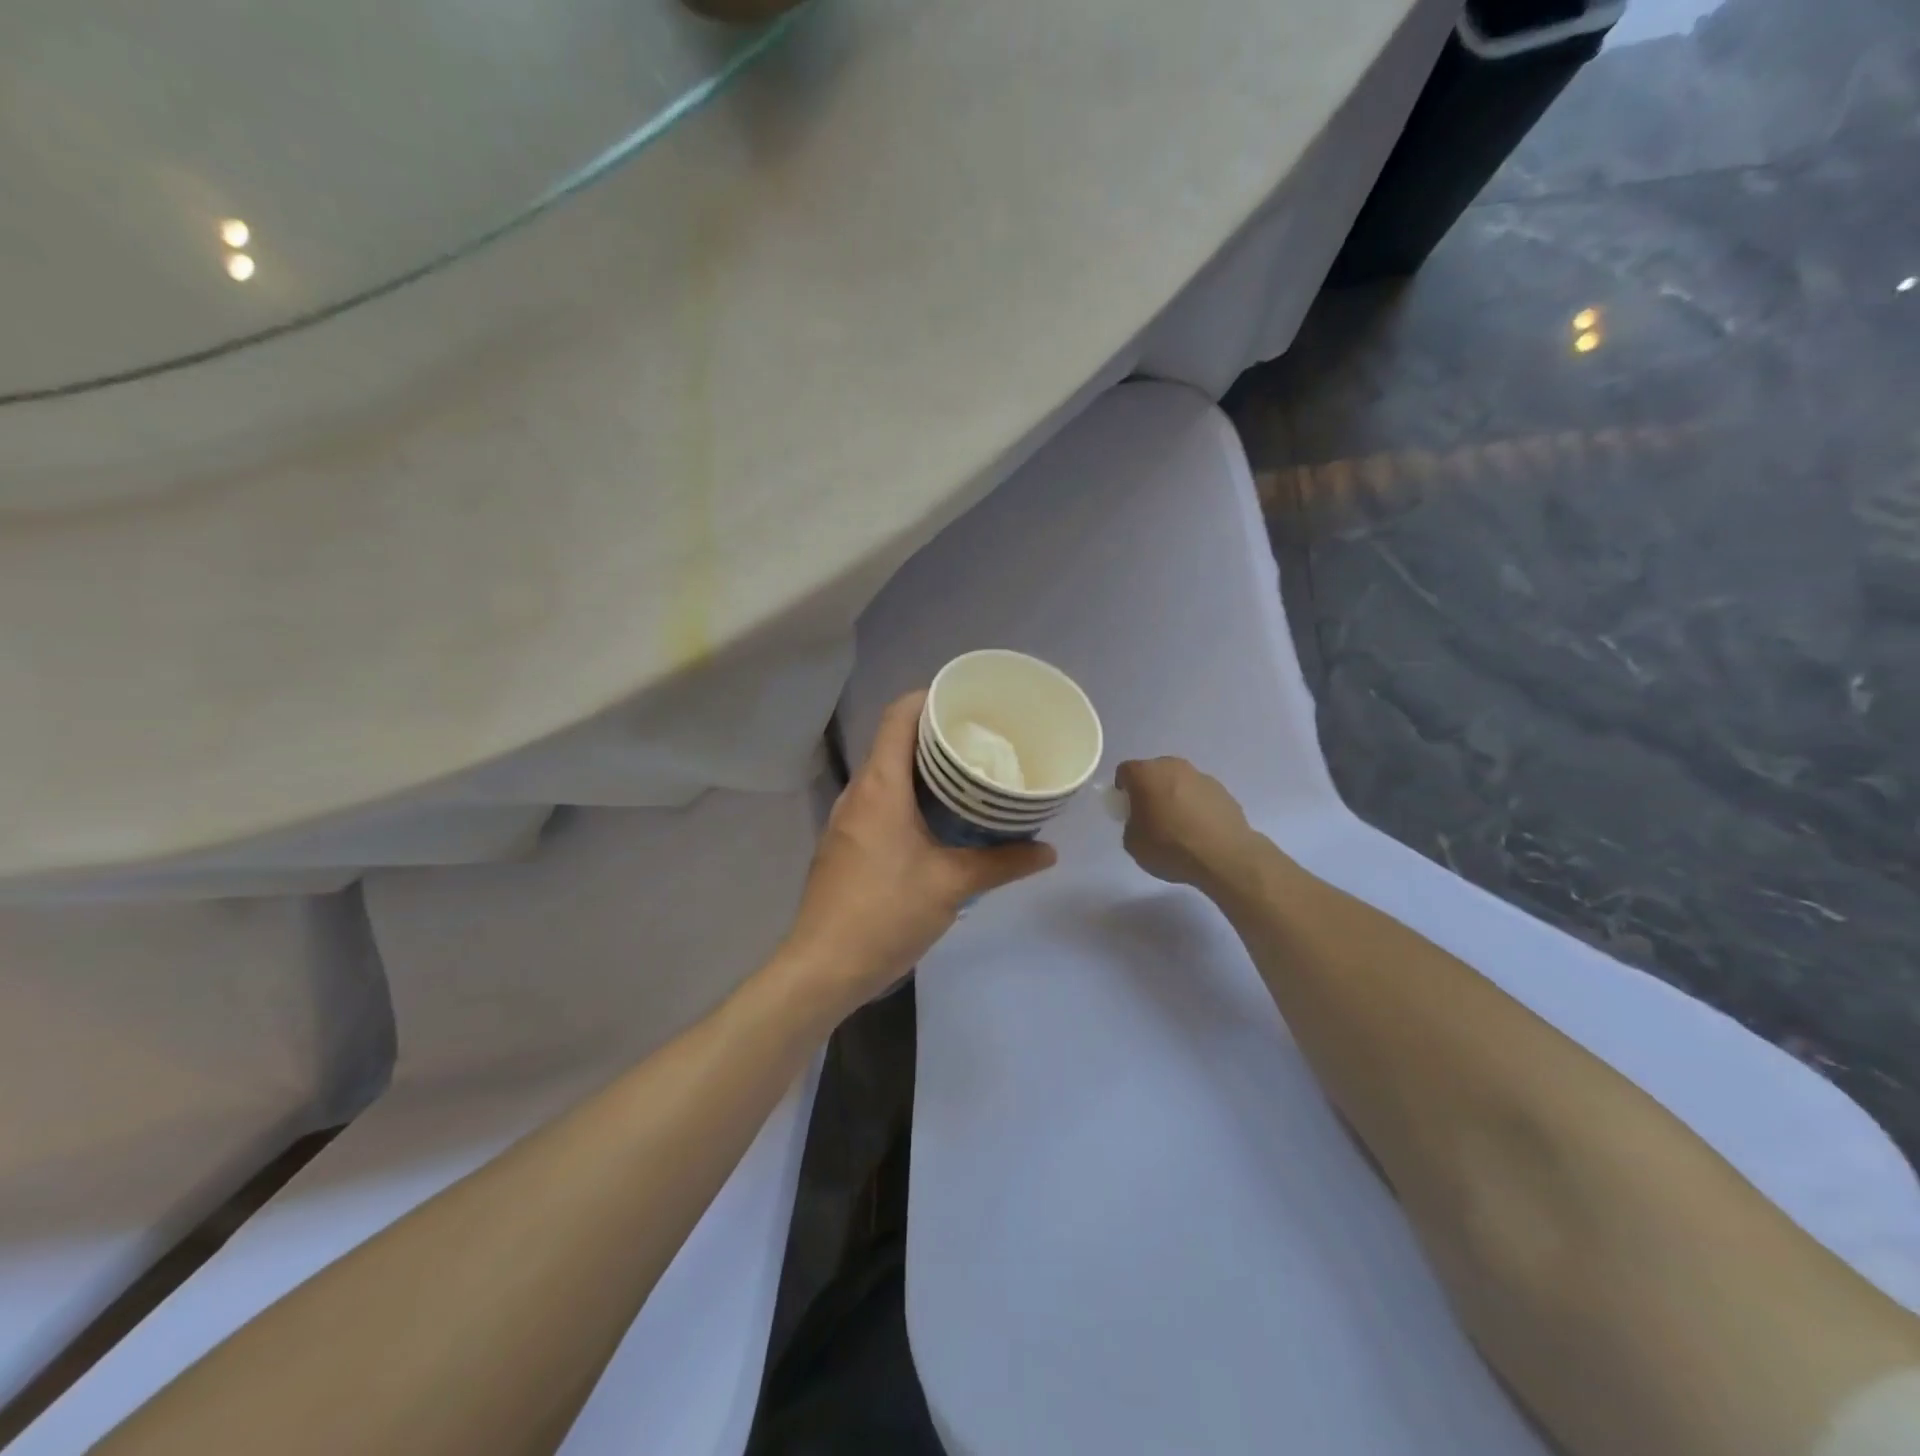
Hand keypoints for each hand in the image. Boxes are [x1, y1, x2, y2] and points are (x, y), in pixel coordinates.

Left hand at [781, 691, 1056, 1010]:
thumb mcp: (951, 885)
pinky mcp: (846, 844)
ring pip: (887, 774)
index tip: (968, 702)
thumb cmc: (886, 913)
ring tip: (968, 777)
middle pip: (894, 741)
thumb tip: (1049, 852)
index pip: (898, 716)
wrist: (823, 966)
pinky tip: (939, 820)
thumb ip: (1002, 863)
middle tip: (983, 741)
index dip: (930, 697)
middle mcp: (859, 793)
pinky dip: (910, 797)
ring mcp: (848, 819)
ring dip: (923, 769)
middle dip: (937, 735)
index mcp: (880, 786)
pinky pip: (880, 802)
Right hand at [1116, 757, 1258, 892]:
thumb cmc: (1171, 847)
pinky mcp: (1223, 790)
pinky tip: (1199, 830)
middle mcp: (1173, 767)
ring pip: (1178, 781)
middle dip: (1149, 789)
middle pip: (1153, 772)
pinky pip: (1199, 794)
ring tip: (1178, 825)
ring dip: (1174, 796)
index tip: (1126, 809)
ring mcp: (1201, 776)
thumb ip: (1131, 823)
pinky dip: (1195, 806)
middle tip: (1150, 815)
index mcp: (1146, 774)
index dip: (1122, 789)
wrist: (1224, 856)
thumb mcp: (1133, 843)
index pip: (1125, 771)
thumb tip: (1141, 820)